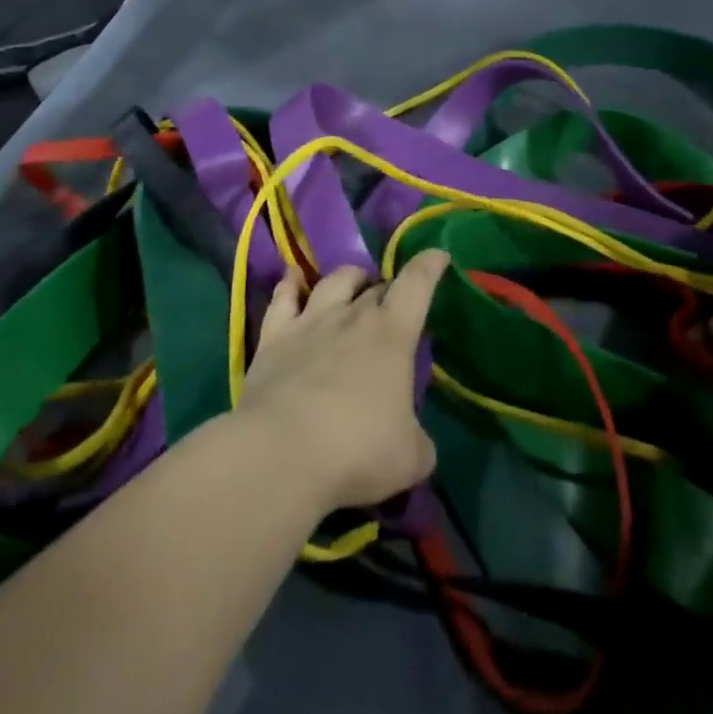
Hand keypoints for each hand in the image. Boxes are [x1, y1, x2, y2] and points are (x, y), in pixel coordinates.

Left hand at [237, 250, 450, 514]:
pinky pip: (283, 298)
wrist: (280, 452)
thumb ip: (419, 442)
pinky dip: (291, 284)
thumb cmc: (356, 451)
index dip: (429, 266)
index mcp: (392, 334)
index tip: (438, 255)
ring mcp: (310, 321)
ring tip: (353, 284)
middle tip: (393, 305)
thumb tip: (415, 442)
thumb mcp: (410, 458)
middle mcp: (353, 315)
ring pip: (334, 280)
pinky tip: (292, 279)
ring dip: (349, 278)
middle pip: (376, 285)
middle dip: (389, 289)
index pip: (417, 284)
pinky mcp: (274, 336)